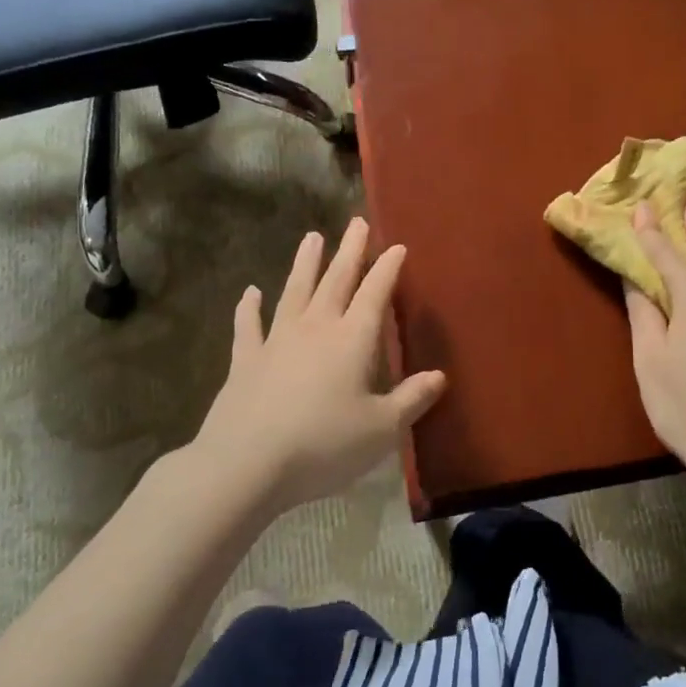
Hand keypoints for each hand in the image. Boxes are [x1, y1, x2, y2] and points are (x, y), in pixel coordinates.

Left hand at [192, 218, 446, 513]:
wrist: (247, 464)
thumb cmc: (324, 445)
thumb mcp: (381, 429)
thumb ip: (411, 400)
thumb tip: (439, 376)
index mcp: (352, 340)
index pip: (375, 294)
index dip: (387, 269)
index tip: (397, 246)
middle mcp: (315, 329)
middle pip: (336, 281)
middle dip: (349, 251)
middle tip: (356, 223)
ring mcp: (276, 341)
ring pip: (294, 291)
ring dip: (305, 264)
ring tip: (312, 237)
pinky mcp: (245, 361)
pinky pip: (248, 326)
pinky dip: (249, 308)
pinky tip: (250, 292)